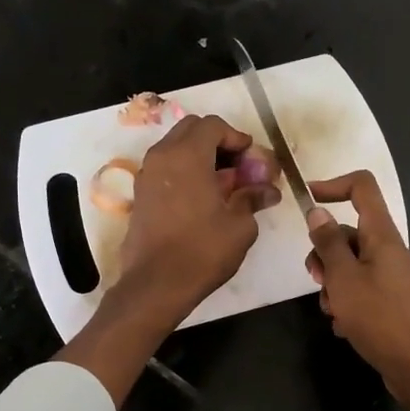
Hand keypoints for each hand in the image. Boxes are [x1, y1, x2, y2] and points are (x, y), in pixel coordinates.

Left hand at [116, 114, 279, 325]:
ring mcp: (146, 175)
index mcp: (187, 155)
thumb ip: (253, 199)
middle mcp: (162, 157)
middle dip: (217, 142)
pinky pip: (165, 168)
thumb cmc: (202, 251)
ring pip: (175, 148)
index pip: (213, 125)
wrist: (156, 284)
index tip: (252, 159)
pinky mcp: (140, 195)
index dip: (237, 137)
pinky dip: (184, 172)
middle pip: (191, 130)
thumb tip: (269, 191)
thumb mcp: (240, 226)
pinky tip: (202, 198)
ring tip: (222, 184)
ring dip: (200, 156)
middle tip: (238, 167)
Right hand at [303, 171, 409, 396]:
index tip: (307, 201)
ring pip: (351, 265)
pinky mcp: (391, 302)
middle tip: (316, 278)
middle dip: (325, 253)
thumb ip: (328, 244)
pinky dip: (347, 302)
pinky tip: (344, 326)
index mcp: (383, 236)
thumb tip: (318, 212)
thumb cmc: (378, 317)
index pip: (362, 188)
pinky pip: (361, 290)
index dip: (333, 186)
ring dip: (333, 284)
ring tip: (332, 310)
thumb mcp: (343, 278)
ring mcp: (392, 277)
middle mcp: (390, 251)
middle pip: (349, 233)